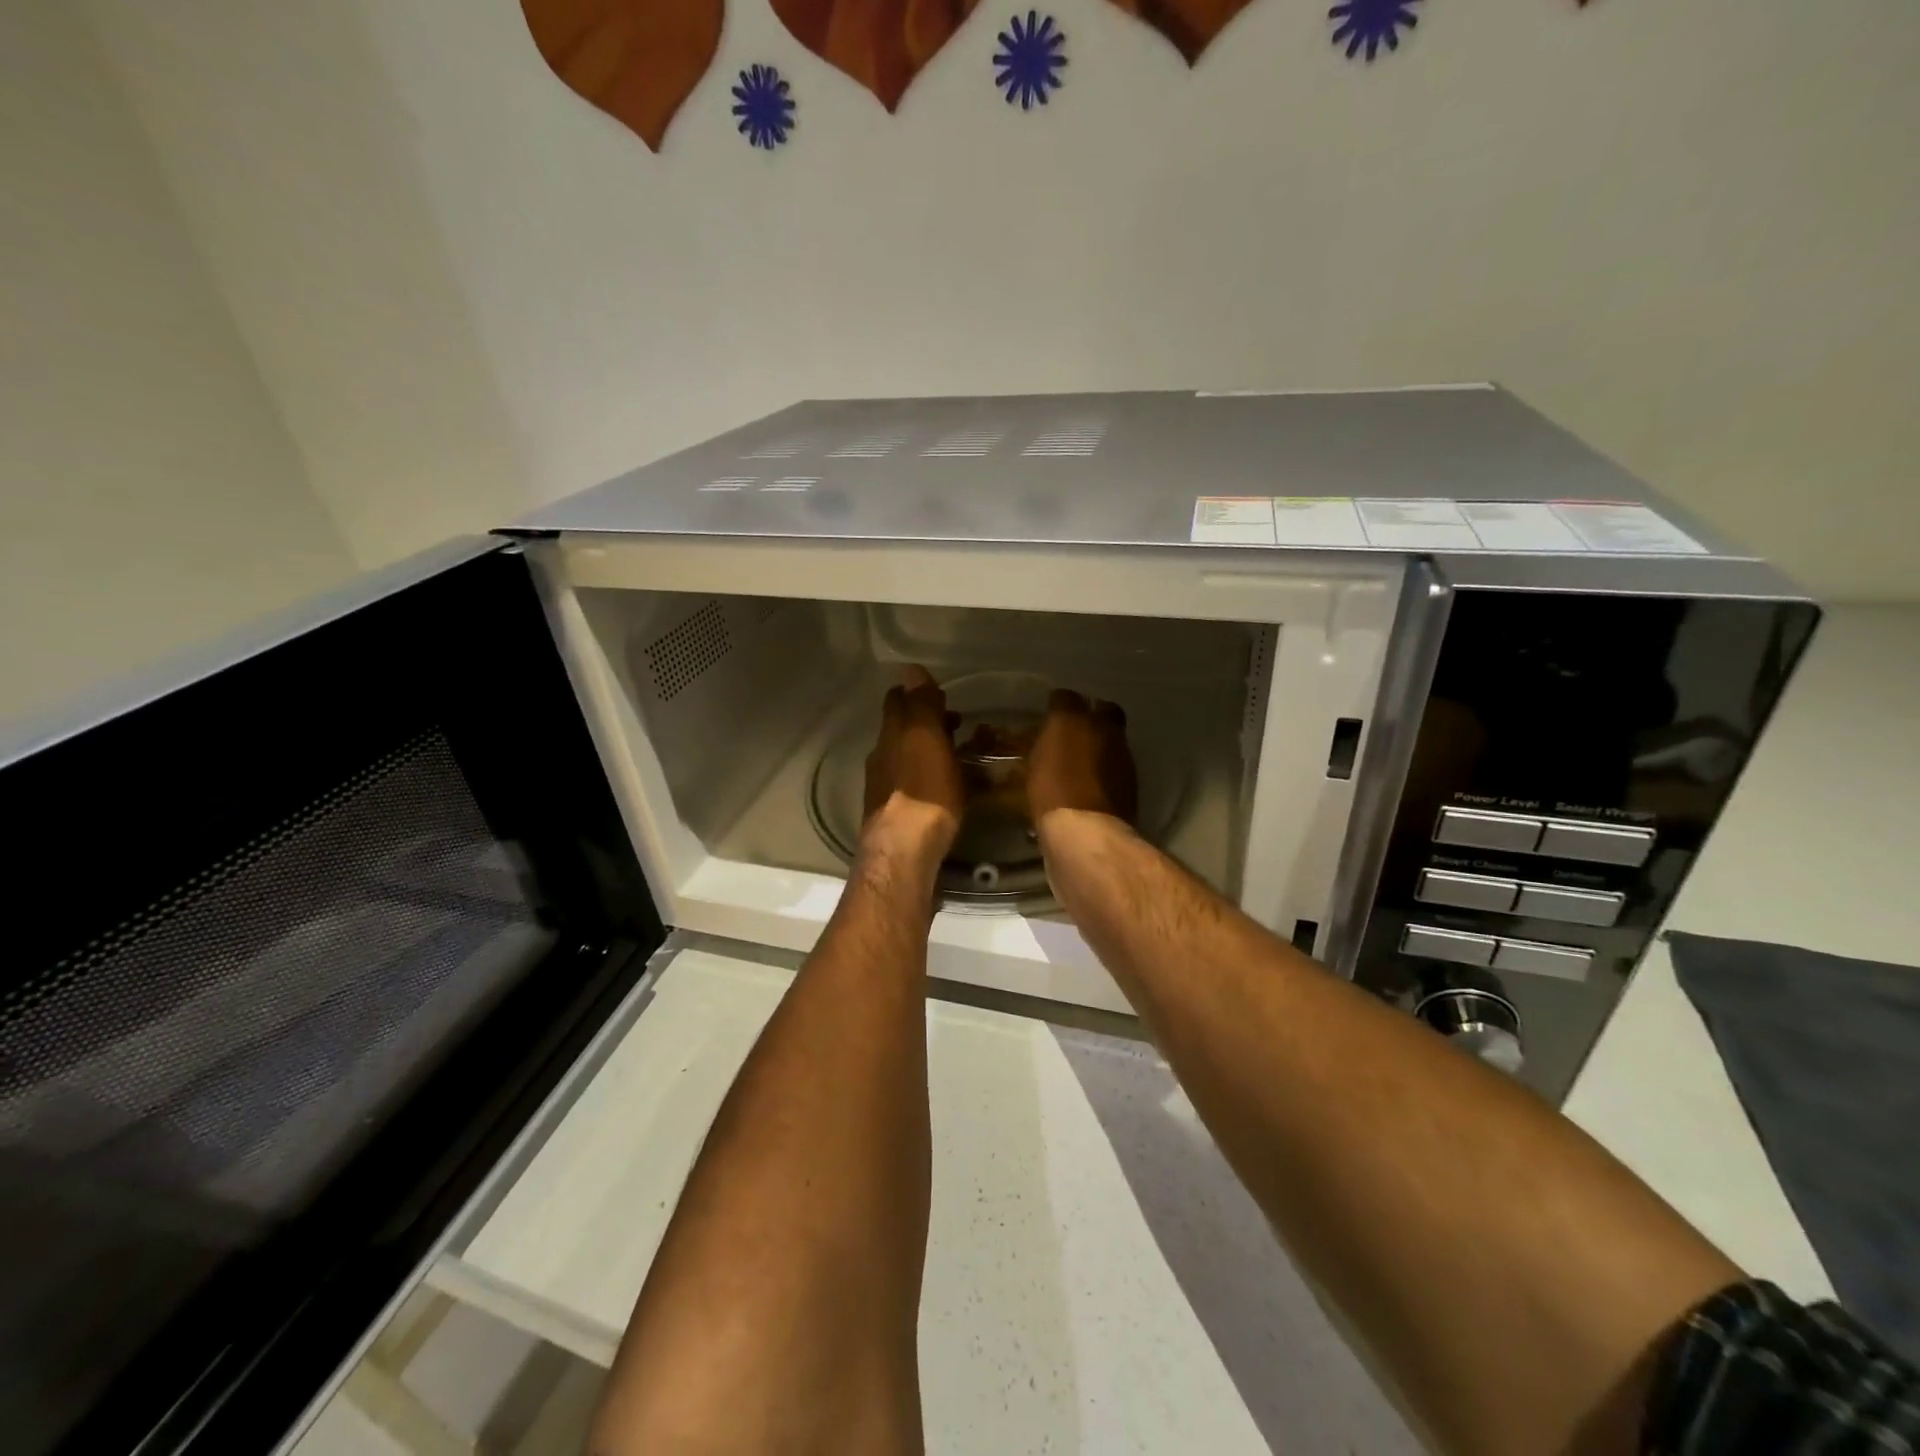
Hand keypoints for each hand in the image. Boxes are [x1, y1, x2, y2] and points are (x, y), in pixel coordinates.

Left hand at [863, 666, 964, 857]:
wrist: (904, 851)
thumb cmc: (923, 791)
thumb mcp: (926, 740)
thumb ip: (920, 705)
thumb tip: (910, 669)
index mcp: (891, 735)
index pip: (897, 701)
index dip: (916, 693)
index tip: (940, 693)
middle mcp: (882, 757)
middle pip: (902, 730)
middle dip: (927, 722)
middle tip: (958, 722)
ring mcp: (886, 787)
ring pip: (908, 757)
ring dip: (930, 750)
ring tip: (960, 754)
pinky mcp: (896, 814)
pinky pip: (915, 784)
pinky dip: (931, 777)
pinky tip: (949, 788)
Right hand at [1027, 690, 1137, 826]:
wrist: (1087, 830)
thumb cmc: (1051, 791)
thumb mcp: (1035, 765)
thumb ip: (1045, 745)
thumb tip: (1051, 738)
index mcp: (1071, 719)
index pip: (1065, 697)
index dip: (1059, 706)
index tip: (1052, 718)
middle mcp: (1103, 727)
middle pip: (1103, 711)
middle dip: (1092, 718)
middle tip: (1075, 734)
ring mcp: (1122, 753)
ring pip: (1114, 737)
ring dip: (1102, 745)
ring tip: (1084, 763)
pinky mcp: (1132, 778)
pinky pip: (1117, 764)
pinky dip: (1108, 769)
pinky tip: (1094, 783)